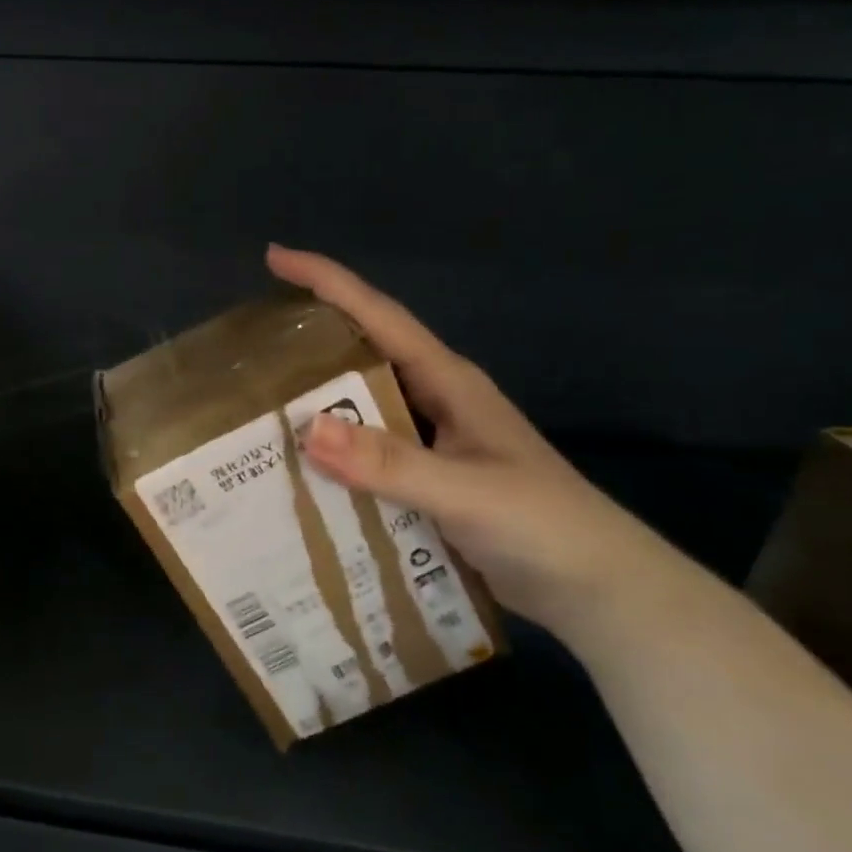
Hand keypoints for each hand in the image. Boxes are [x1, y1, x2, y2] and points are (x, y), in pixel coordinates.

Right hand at [266, 245, 696, 640]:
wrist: (601, 593)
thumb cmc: (545, 527)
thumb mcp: (467, 492)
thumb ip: (391, 463)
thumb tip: (308, 429)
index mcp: (449, 382)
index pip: (380, 315)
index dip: (328, 281)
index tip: (276, 258)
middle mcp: (436, 401)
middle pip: (363, 354)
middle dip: (309, 341)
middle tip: (250, 347)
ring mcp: (432, 441)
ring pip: (362, 406)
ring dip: (317, 403)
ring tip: (258, 407)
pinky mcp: (427, 479)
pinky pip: (367, 453)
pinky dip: (334, 454)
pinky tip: (301, 470)